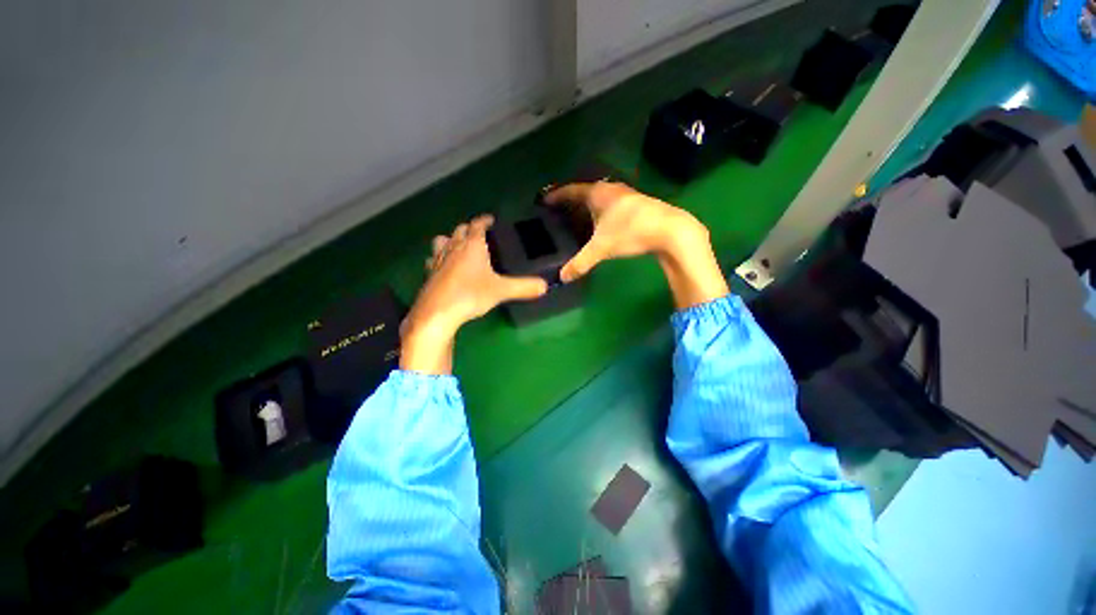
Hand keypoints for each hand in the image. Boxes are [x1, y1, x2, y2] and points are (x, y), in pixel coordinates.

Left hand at [400, 215, 547, 374]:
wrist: (438, 313)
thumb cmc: (471, 295)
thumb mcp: (501, 291)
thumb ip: (523, 287)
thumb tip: (545, 286)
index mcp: (472, 246)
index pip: (477, 225)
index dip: (484, 220)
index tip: (490, 219)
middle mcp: (454, 248)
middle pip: (460, 230)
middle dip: (469, 228)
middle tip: (479, 233)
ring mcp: (438, 260)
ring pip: (442, 241)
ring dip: (451, 239)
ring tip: (458, 245)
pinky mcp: (429, 274)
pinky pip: (433, 259)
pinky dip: (439, 257)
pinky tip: (442, 265)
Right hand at [543, 182, 703, 280]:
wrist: (671, 230)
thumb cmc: (631, 232)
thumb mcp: (602, 249)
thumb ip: (581, 263)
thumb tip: (562, 278)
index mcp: (598, 194)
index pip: (571, 191)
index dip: (557, 196)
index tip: (545, 200)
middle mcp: (611, 189)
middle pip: (585, 192)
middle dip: (572, 201)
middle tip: (560, 211)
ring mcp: (626, 195)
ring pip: (600, 197)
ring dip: (588, 206)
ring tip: (578, 217)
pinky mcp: (638, 204)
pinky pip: (612, 203)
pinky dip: (602, 211)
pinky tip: (603, 223)